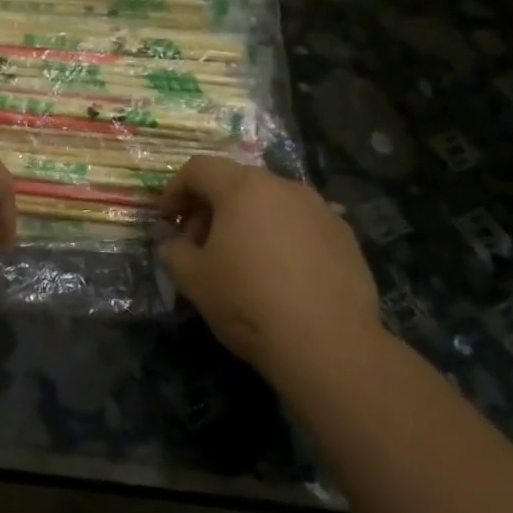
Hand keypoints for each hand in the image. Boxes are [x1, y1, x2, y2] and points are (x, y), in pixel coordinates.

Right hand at [160, 156, 380, 372]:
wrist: (328, 343)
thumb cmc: (248, 302)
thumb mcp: (192, 279)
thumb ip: (174, 251)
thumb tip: (175, 244)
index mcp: (243, 188)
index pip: (199, 169)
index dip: (175, 190)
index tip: (167, 220)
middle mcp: (284, 187)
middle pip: (236, 182)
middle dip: (211, 206)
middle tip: (199, 243)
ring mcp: (320, 209)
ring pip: (271, 202)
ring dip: (248, 220)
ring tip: (241, 259)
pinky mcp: (345, 235)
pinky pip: (301, 224)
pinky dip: (281, 237)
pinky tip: (280, 273)